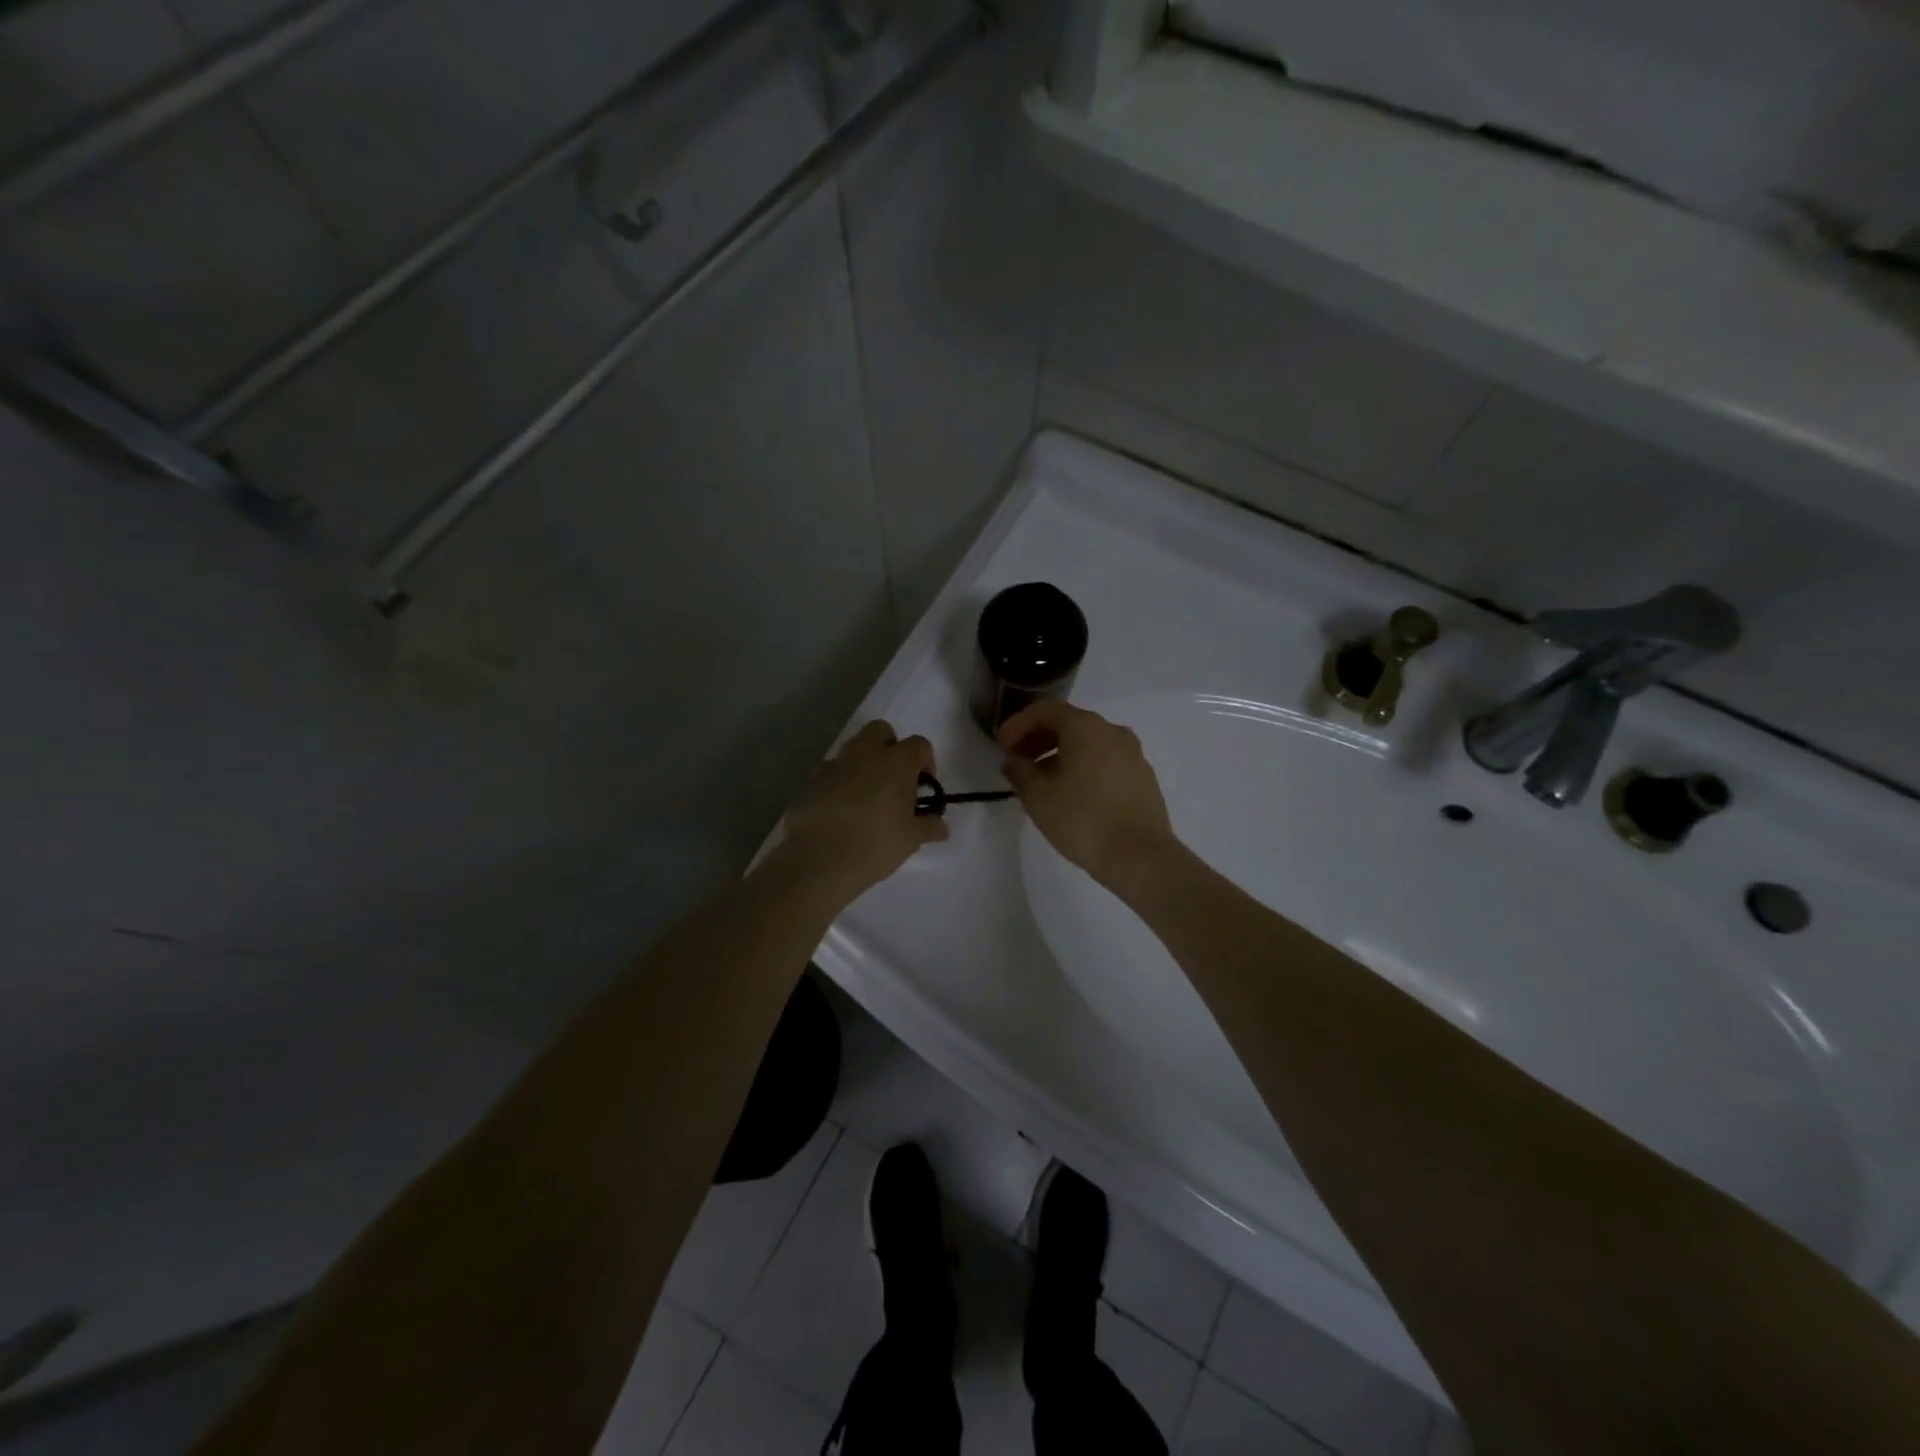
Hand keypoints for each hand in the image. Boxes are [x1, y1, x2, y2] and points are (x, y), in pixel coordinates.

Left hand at [778, 720, 946, 899]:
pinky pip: (830, 772)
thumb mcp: (911, 839)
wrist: (819, 858)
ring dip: (862, 764)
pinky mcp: (810, 781)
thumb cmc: (876, 843)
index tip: (923, 786)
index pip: (919, 744)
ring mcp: (834, 765)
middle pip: (880, 730)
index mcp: (896, 762)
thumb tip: (941, 826)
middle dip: (890, 747)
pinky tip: (841, 811)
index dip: (925, 761)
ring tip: (866, 797)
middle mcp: (865, 754)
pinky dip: (839, 783)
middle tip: (894, 779)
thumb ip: (928, 826)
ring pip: (852, 749)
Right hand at [995, 699, 1178, 898]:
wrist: (1140, 856)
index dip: (1017, 724)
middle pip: (1068, 723)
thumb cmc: (1082, 819)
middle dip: (1038, 739)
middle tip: (1017, 762)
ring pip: (1088, 744)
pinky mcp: (1143, 777)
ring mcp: (1133, 754)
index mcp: (1086, 727)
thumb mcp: (1037, 796)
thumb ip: (1019, 770)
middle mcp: (1112, 731)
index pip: (1045, 710)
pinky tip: (1071, 794)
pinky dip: (1082, 767)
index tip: (1001, 746)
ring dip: (1059, 755)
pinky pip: (1105, 761)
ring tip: (1040, 782)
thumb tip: (1013, 760)